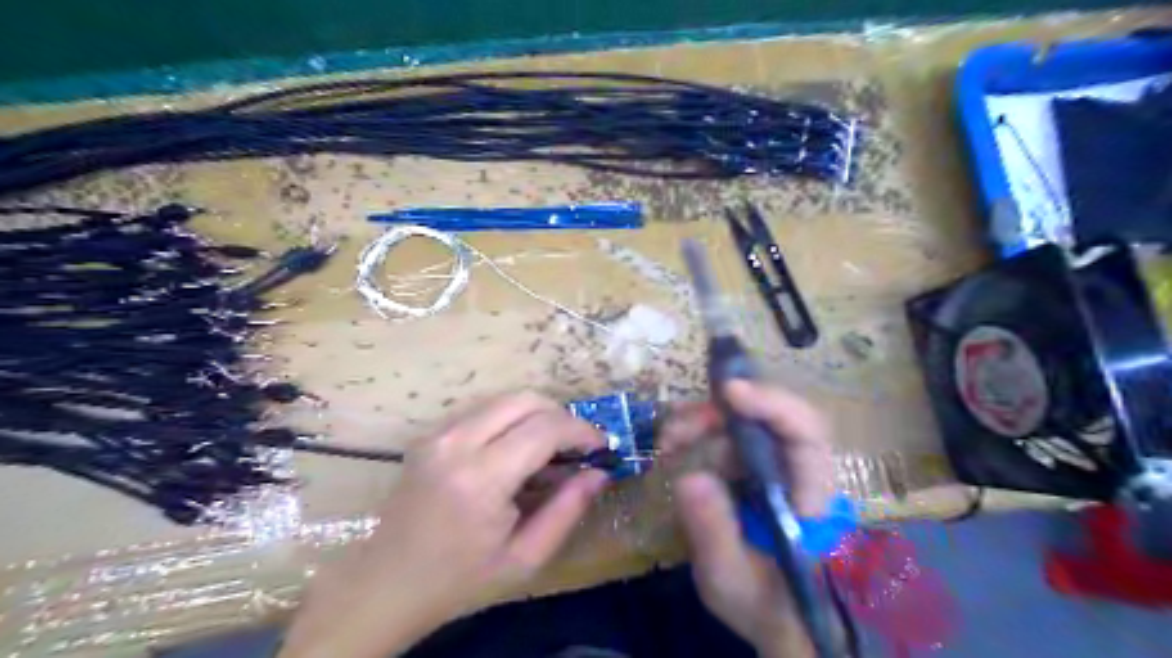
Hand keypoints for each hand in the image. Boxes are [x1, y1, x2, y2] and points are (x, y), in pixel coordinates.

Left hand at [277, 392, 608, 656]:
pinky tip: (517, 449)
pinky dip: (511, 419)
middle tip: (577, 446)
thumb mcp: (525, 558)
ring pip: (504, 398)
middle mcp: (456, 443)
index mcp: (481, 478)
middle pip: (525, 399)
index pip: (545, 428)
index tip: (601, 447)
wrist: (386, 585)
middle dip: (561, 415)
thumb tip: (599, 472)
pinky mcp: (430, 434)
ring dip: (537, 414)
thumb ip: (567, 510)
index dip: (581, 431)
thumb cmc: (459, 581)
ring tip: (551, 448)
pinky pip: (483, 410)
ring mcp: (438, 434)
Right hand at [658, 379, 833, 656]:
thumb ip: (714, 533)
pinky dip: (698, 435)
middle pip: (767, 418)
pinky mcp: (752, 468)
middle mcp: (797, 469)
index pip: (805, 432)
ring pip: (742, 423)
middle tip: (675, 431)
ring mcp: (774, 466)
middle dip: (718, 413)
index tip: (729, 391)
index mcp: (811, 496)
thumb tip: (688, 477)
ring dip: (701, 423)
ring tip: (668, 442)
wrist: (775, 615)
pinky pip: (726, 437)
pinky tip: (674, 447)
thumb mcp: (731, 580)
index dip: (771, 404)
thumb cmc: (763, 604)